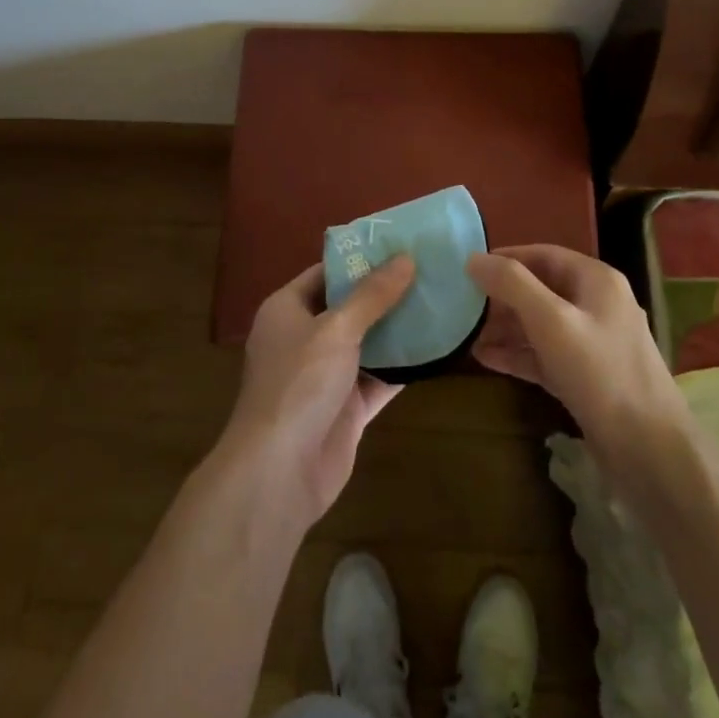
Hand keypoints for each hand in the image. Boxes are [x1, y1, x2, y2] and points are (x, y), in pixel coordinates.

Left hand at [217, 257, 414, 529]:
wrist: (279, 472)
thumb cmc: (299, 384)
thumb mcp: (336, 328)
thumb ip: (372, 295)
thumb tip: (406, 258)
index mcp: (287, 310)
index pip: (326, 273)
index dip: (360, 259)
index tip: (400, 245)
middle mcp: (304, 338)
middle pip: (349, 307)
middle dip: (385, 293)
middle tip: (428, 271)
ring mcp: (325, 375)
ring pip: (367, 343)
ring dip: (398, 329)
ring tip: (439, 301)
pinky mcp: (346, 408)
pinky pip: (378, 378)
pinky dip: (402, 367)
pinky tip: (437, 349)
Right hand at [468, 244, 695, 485]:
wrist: (649, 451)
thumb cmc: (600, 372)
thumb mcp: (551, 320)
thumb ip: (512, 285)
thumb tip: (473, 258)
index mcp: (596, 280)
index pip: (543, 255)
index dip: (505, 258)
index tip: (469, 268)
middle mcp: (597, 305)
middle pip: (541, 289)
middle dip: (502, 297)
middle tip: (463, 306)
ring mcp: (593, 343)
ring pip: (541, 325)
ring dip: (506, 328)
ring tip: (466, 335)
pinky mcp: (587, 378)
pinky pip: (545, 355)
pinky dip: (518, 355)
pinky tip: (485, 359)